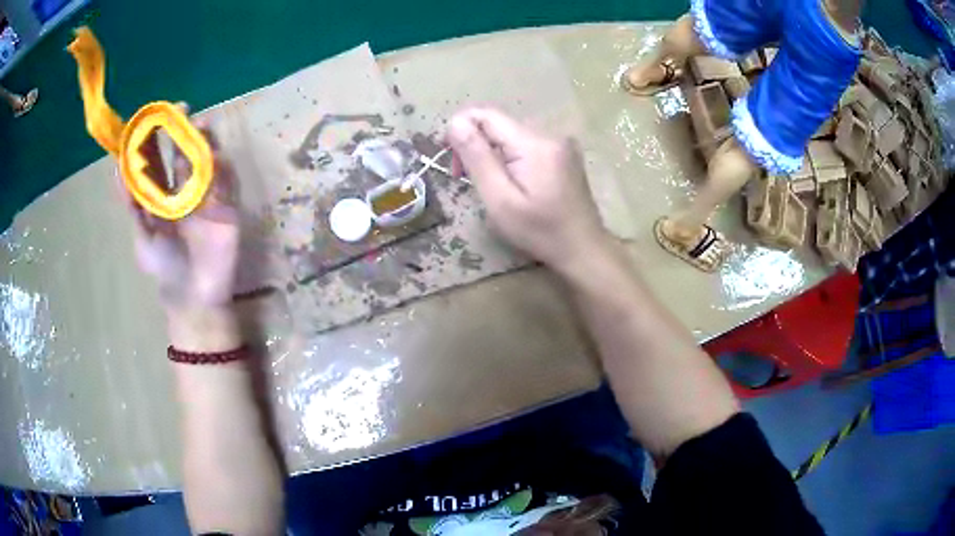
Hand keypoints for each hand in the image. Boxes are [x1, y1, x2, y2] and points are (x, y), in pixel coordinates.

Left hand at [123, 118, 240, 316]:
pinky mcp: (228, 205)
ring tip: (200, 125)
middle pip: (184, 152)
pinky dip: (221, 166)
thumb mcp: (141, 237)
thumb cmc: (165, 268)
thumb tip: (116, 169)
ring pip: (206, 160)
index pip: (160, 159)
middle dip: (182, 130)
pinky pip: (226, 181)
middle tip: (181, 110)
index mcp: (163, 195)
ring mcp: (208, 195)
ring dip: (204, 141)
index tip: (153, 118)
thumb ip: (131, 204)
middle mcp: (185, 189)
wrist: (194, 297)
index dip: (156, 139)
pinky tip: (215, 158)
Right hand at [446, 107, 607, 271]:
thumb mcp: (500, 200)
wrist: (584, 248)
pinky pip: (526, 144)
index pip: (487, 115)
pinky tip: (510, 181)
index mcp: (535, 143)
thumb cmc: (540, 232)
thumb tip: (455, 123)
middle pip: (499, 124)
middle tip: (463, 177)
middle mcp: (550, 134)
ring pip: (511, 134)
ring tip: (488, 183)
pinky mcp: (564, 153)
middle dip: (476, 144)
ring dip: (492, 152)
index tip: (449, 157)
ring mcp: (561, 142)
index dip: (461, 127)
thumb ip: (477, 158)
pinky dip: (510, 157)